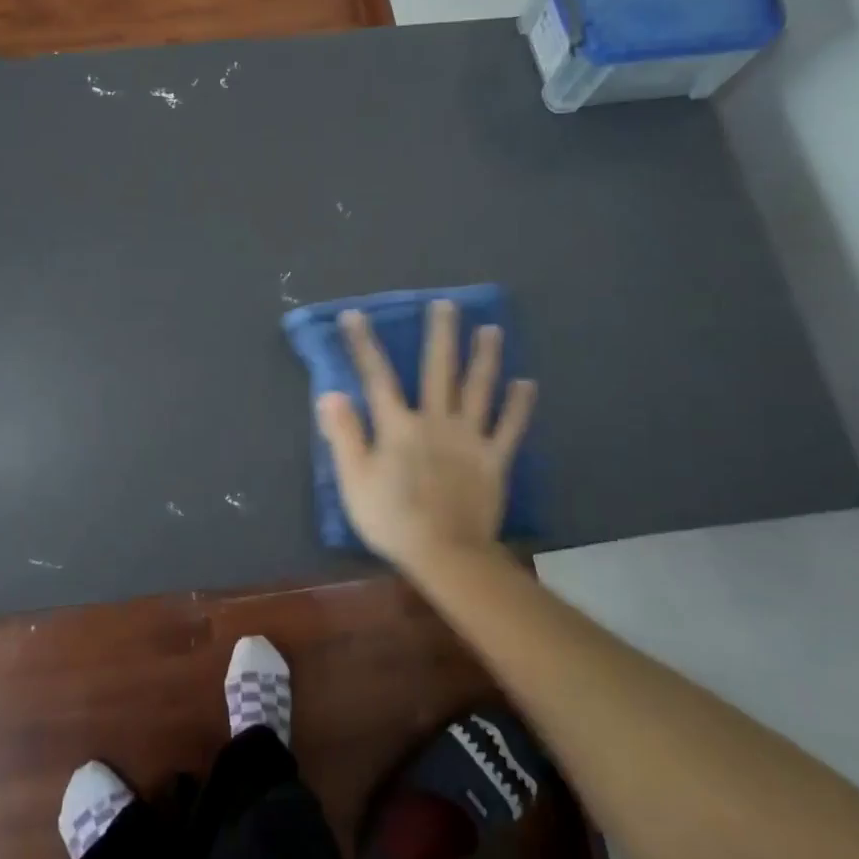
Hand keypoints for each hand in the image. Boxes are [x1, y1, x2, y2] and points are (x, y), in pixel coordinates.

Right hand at [316, 300, 536, 568]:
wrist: (444, 552)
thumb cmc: (391, 518)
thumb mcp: (353, 479)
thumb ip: (344, 434)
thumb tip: (331, 394)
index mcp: (398, 427)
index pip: (377, 377)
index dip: (364, 345)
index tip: (355, 316)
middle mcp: (435, 421)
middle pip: (438, 371)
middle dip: (440, 336)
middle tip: (446, 305)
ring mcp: (469, 438)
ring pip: (478, 390)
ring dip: (484, 358)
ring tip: (491, 329)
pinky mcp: (494, 459)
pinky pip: (509, 427)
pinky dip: (519, 406)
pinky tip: (527, 383)